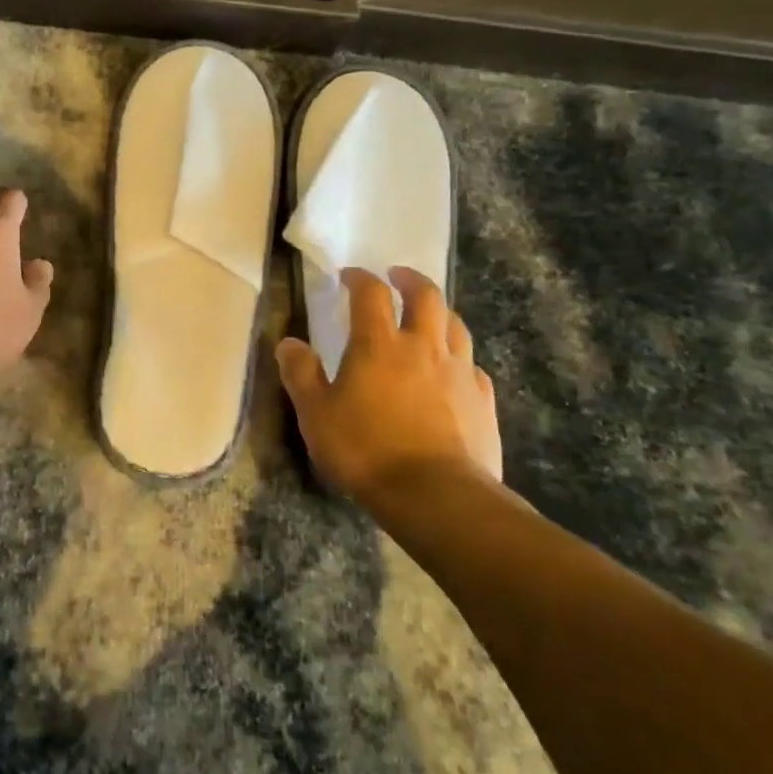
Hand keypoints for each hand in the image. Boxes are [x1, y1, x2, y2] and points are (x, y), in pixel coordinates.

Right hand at [276, 267, 501, 500]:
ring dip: (439, 312)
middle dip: (410, 280)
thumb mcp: (316, 415)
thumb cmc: (367, 451)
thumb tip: (289, 343)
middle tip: (397, 277)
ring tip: (428, 316)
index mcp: (379, 344)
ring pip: (455, 325)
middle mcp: (423, 347)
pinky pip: (473, 366)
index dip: (359, 278)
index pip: (371, 293)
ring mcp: (459, 372)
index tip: (348, 276)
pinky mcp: (483, 401)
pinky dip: (459, 357)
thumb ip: (301, 374)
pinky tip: (453, 370)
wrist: (438, 497)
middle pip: (426, 296)